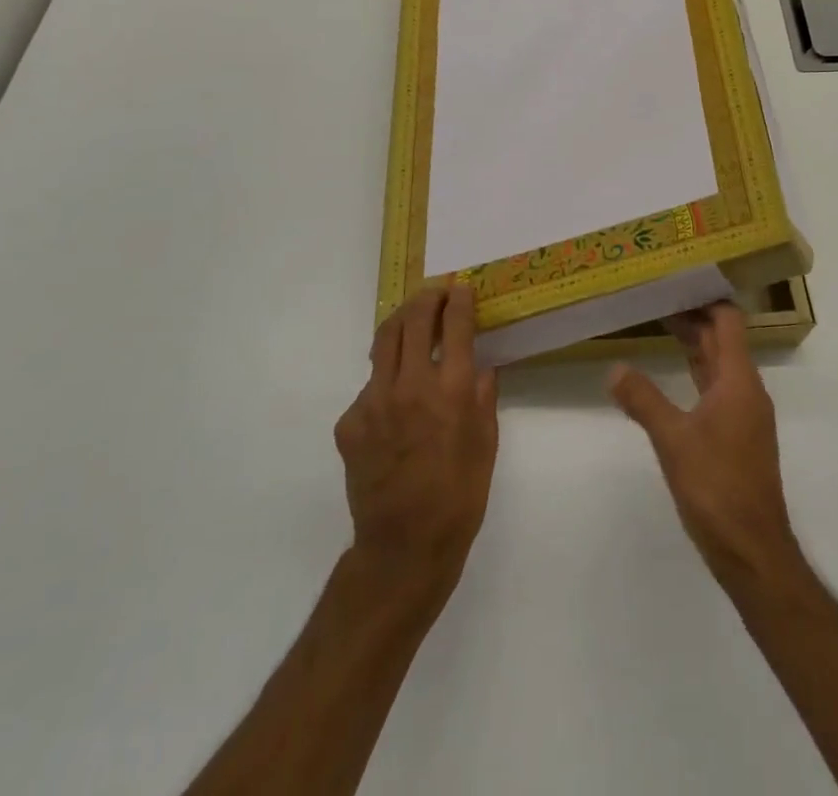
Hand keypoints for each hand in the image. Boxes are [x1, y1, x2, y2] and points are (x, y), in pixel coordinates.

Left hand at [334, 281, 498, 600]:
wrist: (403, 548)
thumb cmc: (459, 497)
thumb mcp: (487, 444)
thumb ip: (483, 398)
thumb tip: (479, 368)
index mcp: (451, 391)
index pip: (455, 326)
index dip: (459, 300)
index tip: (462, 288)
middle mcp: (410, 386)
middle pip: (414, 320)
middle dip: (427, 298)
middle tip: (437, 293)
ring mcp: (373, 402)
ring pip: (383, 342)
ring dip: (401, 323)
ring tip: (412, 320)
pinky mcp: (350, 422)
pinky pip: (369, 385)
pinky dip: (386, 378)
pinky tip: (395, 397)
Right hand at [608, 302, 800, 587]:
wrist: (753, 550)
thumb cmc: (717, 487)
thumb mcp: (673, 440)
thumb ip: (643, 400)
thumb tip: (614, 369)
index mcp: (739, 381)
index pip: (728, 321)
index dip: (706, 298)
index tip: (677, 281)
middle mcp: (747, 390)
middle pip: (723, 340)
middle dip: (694, 318)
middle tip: (658, 299)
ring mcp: (745, 415)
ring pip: (720, 365)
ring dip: (695, 345)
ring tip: (661, 326)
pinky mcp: (738, 436)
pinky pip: (717, 389)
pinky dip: (697, 373)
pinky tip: (674, 377)